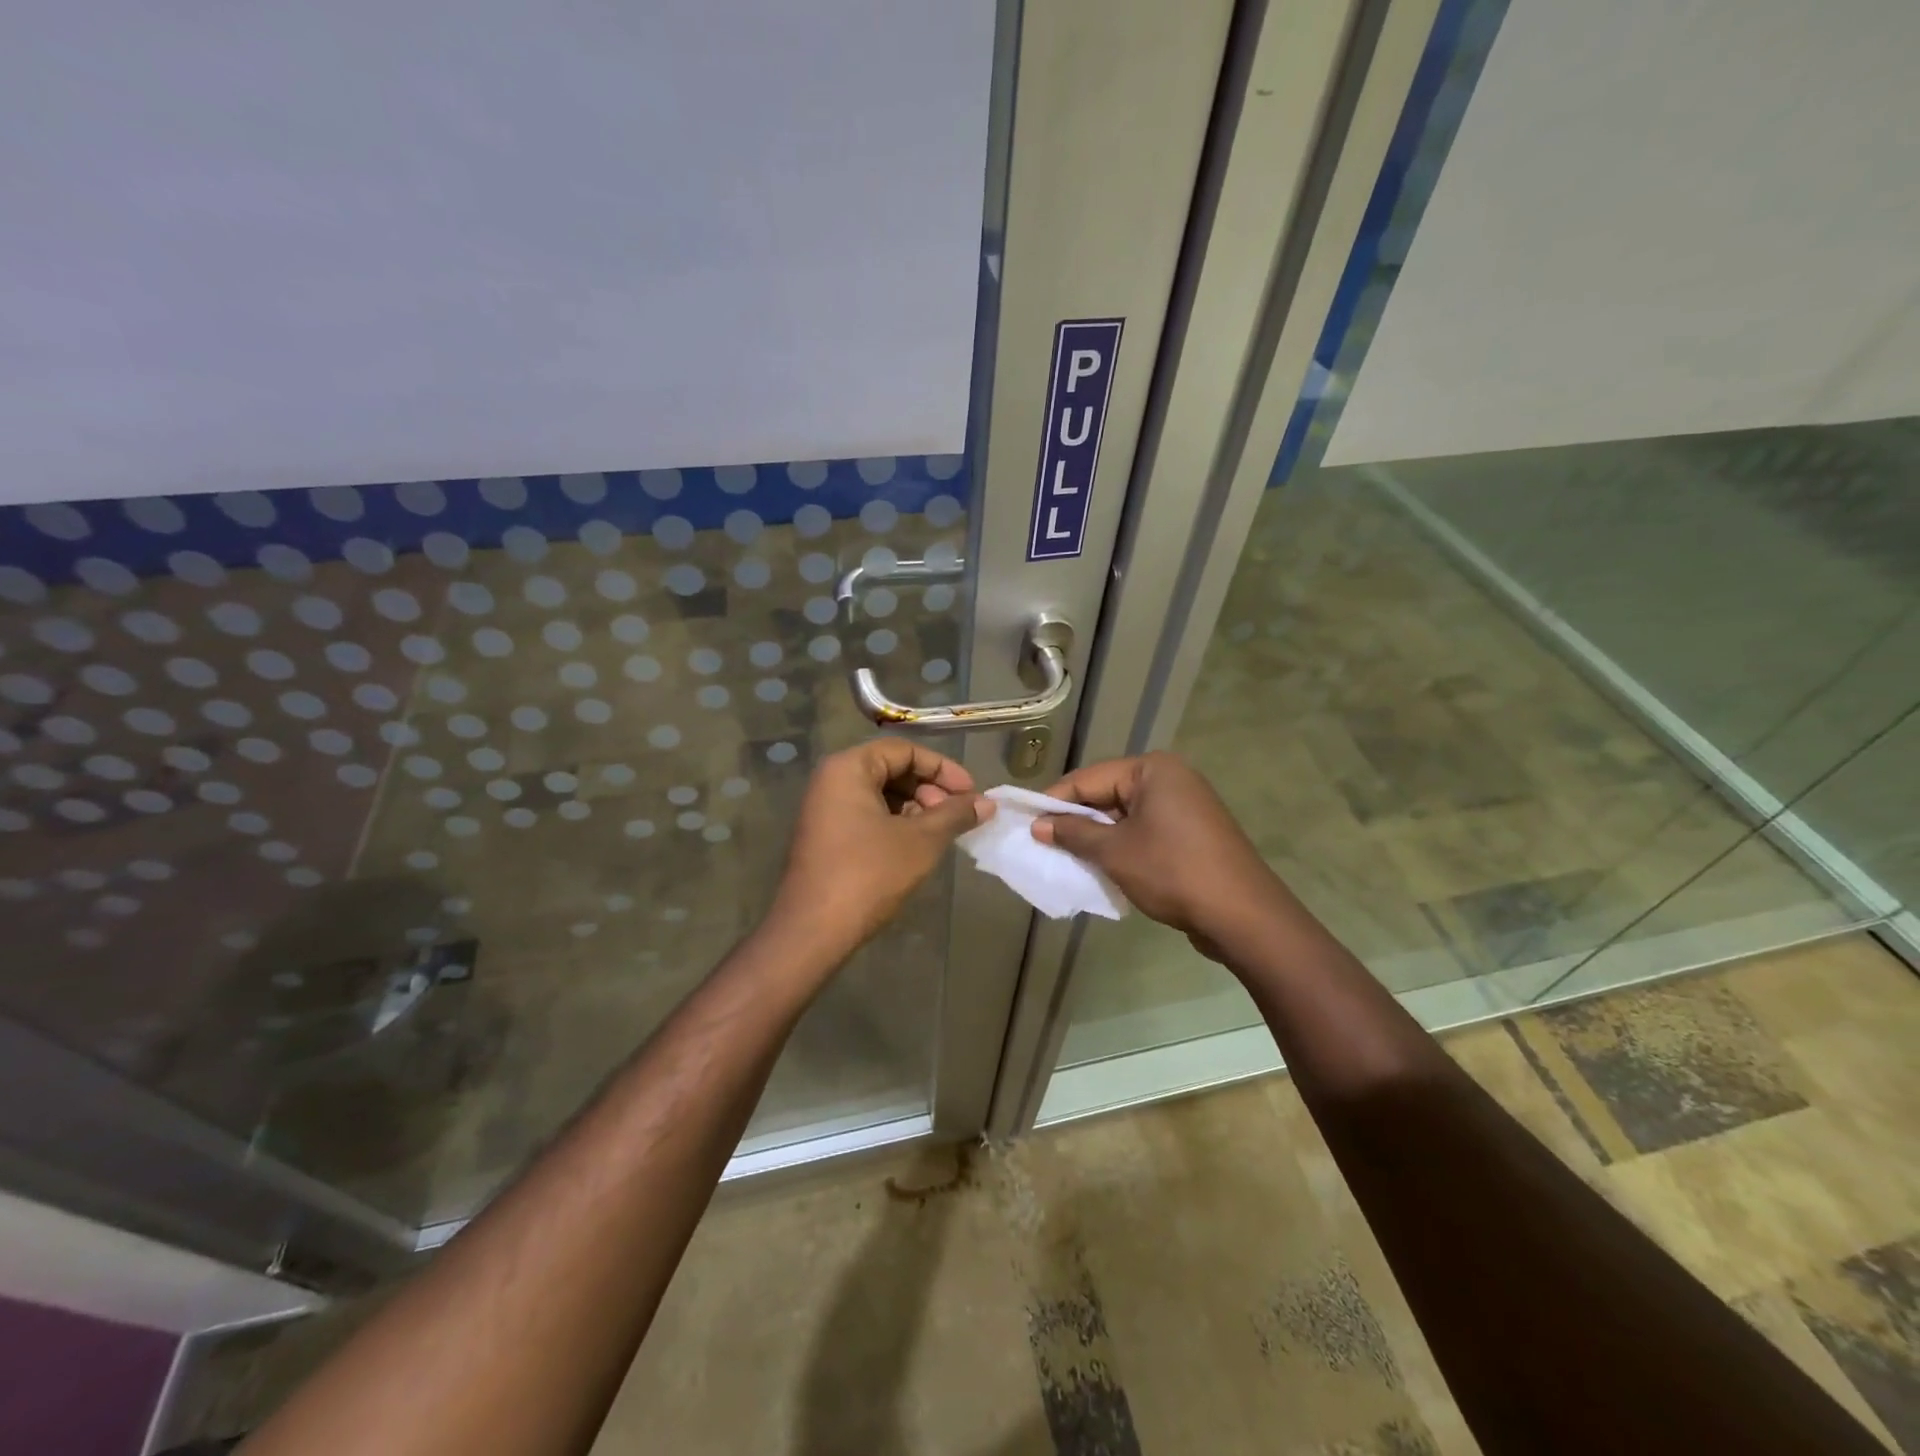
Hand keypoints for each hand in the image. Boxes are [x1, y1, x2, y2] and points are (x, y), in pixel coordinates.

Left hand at [769, 738, 990, 961]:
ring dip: (917, 809)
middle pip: (892, 769)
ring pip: (882, 795)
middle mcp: (832, 780)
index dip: (943, 769)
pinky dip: (896, 824)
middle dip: (930, 789)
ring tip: (941, 834)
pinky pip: (868, 815)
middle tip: (956, 816)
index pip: (905, 750)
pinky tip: (917, 847)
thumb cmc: (869, 875)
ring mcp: (825, 810)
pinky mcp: (826, 836)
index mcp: (848, 768)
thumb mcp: (921, 841)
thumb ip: (955, 814)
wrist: (814, 931)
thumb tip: (987, 803)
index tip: (971, 794)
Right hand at [1032, 752, 1280, 957]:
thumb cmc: (1172, 872)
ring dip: (1097, 836)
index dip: (1053, 801)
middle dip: (1076, 820)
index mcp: (1152, 770)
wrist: (1242, 916)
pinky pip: (1145, 831)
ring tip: (1066, 857)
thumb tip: (1039, 825)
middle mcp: (1170, 778)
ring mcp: (1185, 806)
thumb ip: (1073, 833)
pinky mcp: (1193, 833)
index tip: (1024, 821)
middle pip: (1107, 794)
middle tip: (1042, 842)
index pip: (1088, 778)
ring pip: (1125, 815)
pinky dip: (1122, 846)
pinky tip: (1102, 867)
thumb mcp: (1114, 852)